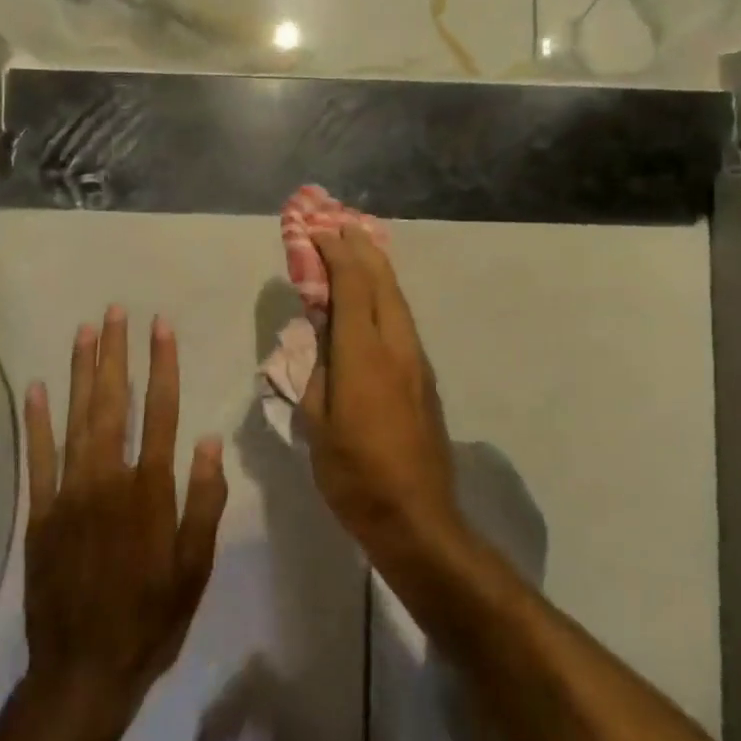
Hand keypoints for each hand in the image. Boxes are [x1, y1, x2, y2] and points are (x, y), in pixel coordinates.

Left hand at [22, 307, 227, 729]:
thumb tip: (208, 441)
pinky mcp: (40, 513)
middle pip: (115, 403)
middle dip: (116, 353)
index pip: (161, 411)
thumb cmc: (151, 618)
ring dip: (81, 372)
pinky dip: (37, 421)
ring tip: (85, 331)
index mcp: (150, 490)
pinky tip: (37, 387)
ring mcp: (69, 493)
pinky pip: (38, 458)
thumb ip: (203, 501)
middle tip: (116, 311)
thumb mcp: (195, 568)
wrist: (84, 672)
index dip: (162, 365)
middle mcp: (108, 479)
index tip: (160, 326)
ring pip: (77, 419)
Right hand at [299, 227, 461, 570]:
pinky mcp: (424, 375)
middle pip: (381, 280)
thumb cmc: (355, 474)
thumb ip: (316, 371)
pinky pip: (402, 317)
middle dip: (360, 247)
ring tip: (358, 247)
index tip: (316, 232)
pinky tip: (374, 294)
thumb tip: (318, 337)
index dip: (334, 252)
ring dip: (376, 267)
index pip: (351, 284)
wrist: (418, 517)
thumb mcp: (317, 423)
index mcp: (363, 353)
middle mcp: (396, 344)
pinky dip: (385, 293)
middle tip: (339, 224)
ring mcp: (416, 358)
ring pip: (397, 297)